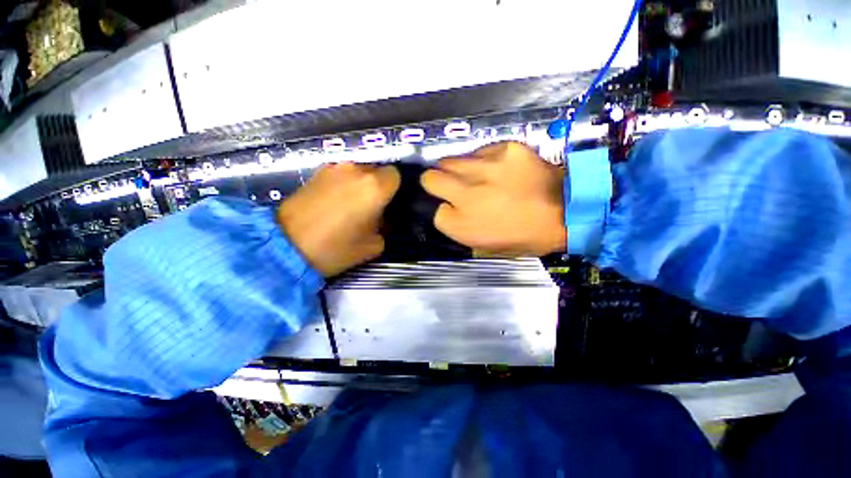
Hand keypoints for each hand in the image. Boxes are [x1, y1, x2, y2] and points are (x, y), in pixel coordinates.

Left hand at [277, 163, 399, 276]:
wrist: (286, 246)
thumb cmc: (336, 248)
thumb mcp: (373, 245)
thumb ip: (384, 228)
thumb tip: (381, 218)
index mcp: (374, 187)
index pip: (395, 175)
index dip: (394, 189)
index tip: (388, 203)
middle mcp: (356, 171)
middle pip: (376, 171)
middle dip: (377, 186)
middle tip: (370, 207)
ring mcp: (334, 168)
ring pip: (358, 171)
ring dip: (359, 184)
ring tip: (349, 205)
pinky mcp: (316, 172)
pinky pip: (340, 174)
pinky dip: (343, 184)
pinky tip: (333, 202)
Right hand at [420, 141, 566, 256]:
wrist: (567, 211)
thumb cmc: (524, 236)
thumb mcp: (485, 246)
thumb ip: (459, 228)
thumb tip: (447, 208)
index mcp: (465, 225)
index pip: (434, 212)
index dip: (441, 209)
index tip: (449, 207)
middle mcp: (468, 195)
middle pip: (430, 178)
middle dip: (434, 183)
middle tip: (449, 186)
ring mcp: (486, 168)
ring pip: (449, 161)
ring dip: (454, 170)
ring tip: (472, 176)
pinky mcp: (505, 149)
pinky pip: (478, 152)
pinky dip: (480, 160)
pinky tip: (495, 168)